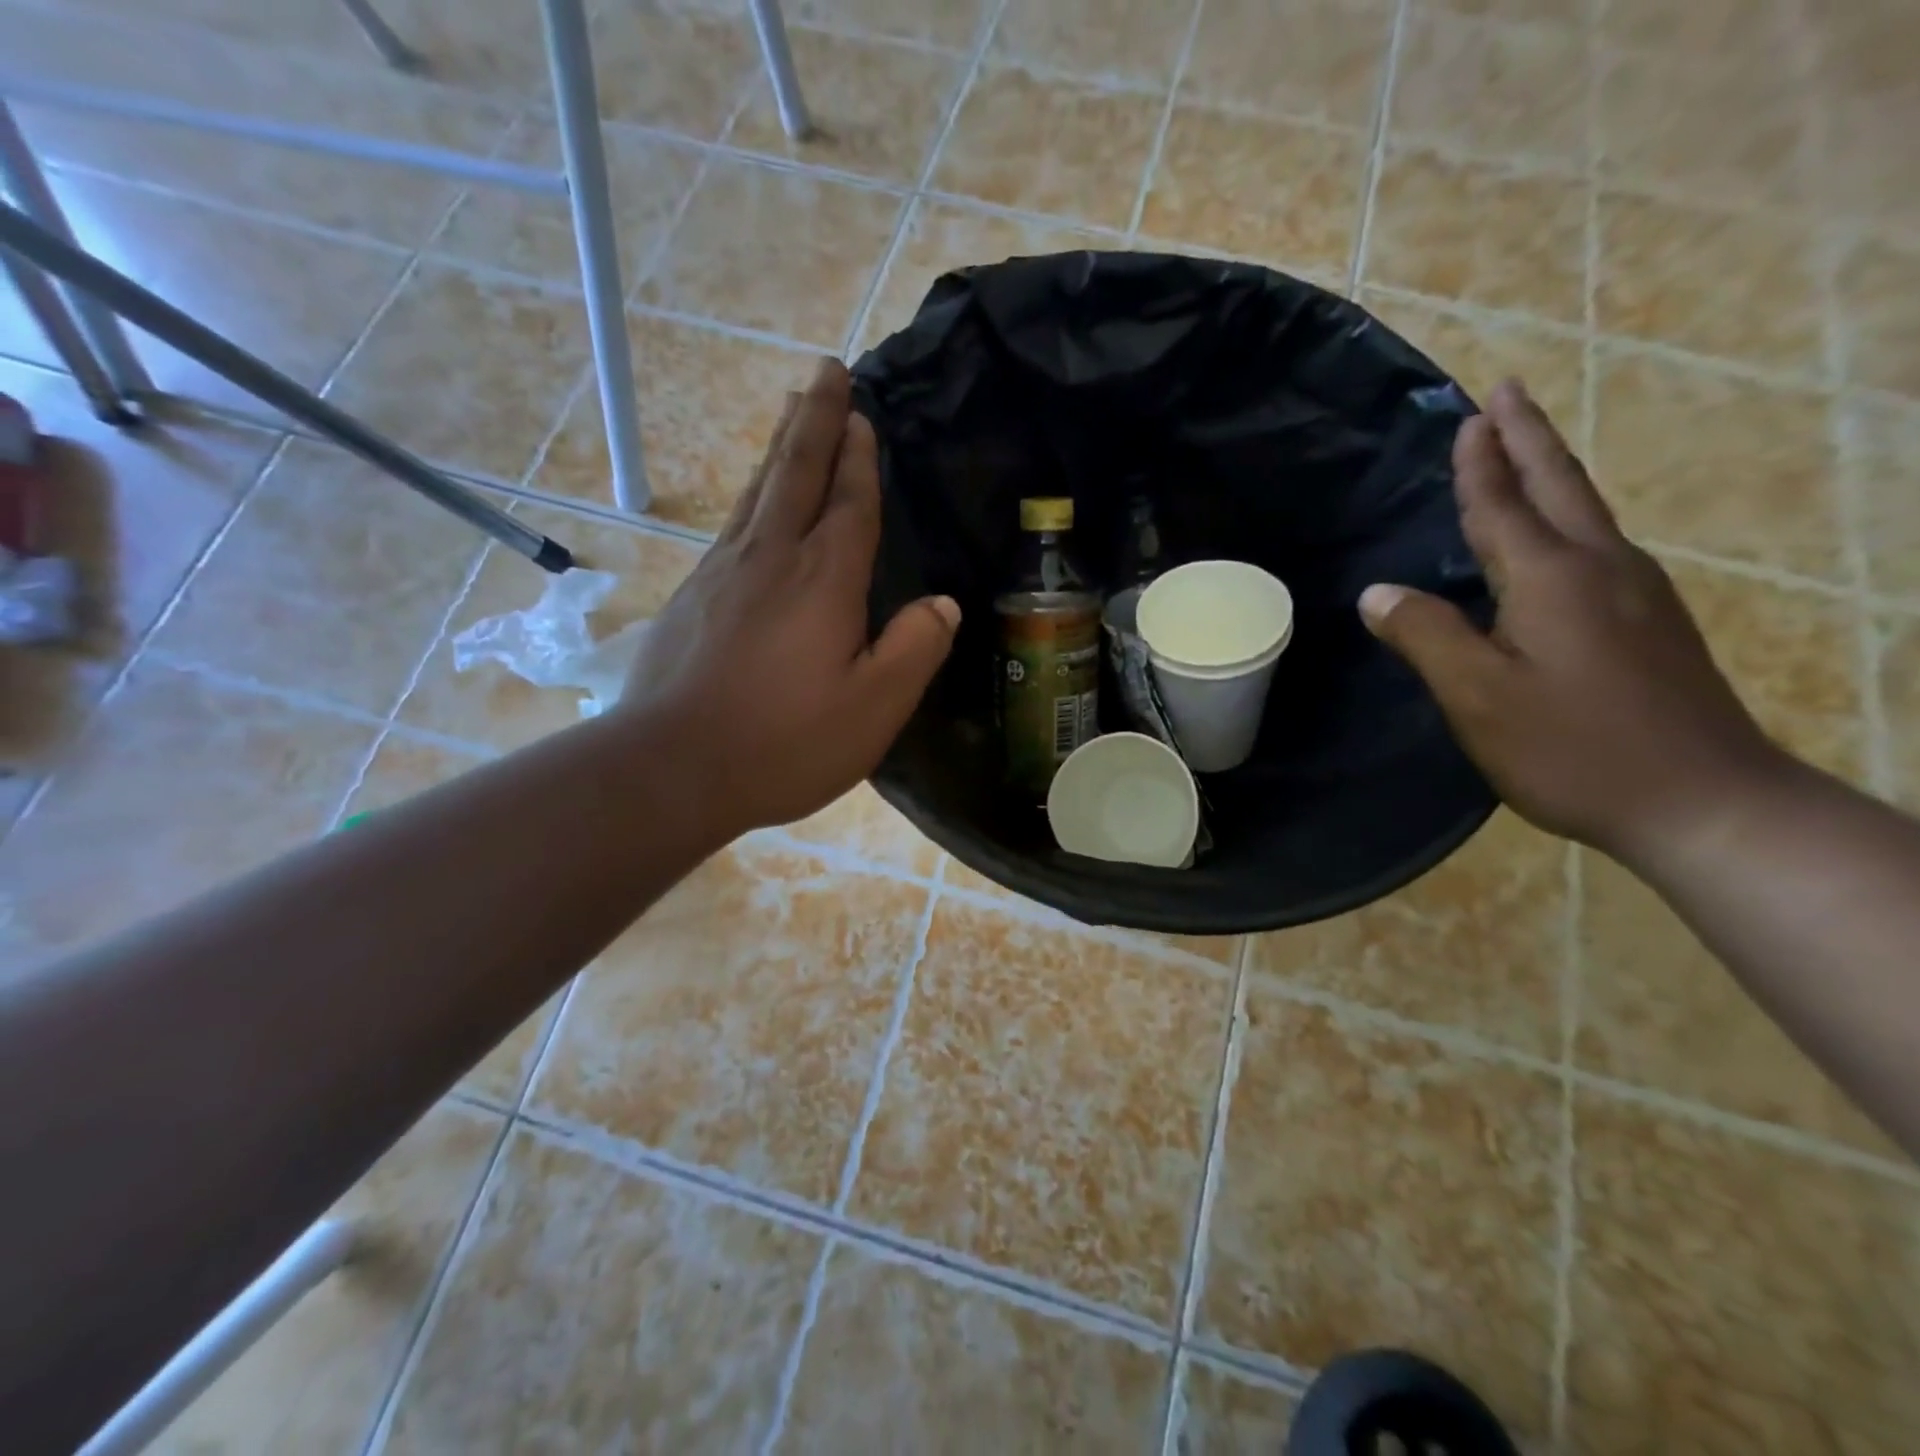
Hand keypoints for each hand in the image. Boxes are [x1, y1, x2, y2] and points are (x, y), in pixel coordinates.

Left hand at [616, 358, 958, 837]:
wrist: (671, 767)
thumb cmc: (785, 742)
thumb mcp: (874, 708)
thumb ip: (915, 649)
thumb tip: (943, 604)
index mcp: (823, 580)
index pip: (849, 503)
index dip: (859, 458)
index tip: (862, 414)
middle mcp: (770, 559)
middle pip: (796, 473)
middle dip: (816, 420)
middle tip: (826, 371)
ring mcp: (722, 574)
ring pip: (758, 492)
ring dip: (781, 448)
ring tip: (793, 411)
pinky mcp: (691, 597)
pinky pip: (732, 526)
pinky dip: (751, 495)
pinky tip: (753, 502)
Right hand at [1359, 379, 1784, 864]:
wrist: (1702, 801)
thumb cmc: (1572, 746)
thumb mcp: (1477, 696)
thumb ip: (1425, 636)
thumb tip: (1377, 593)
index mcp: (1551, 578)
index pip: (1504, 504)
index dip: (1481, 463)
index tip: (1469, 415)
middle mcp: (1601, 568)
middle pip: (1559, 487)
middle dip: (1529, 437)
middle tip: (1506, 393)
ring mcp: (1637, 593)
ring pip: (1585, 513)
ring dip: (1550, 472)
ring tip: (1524, 450)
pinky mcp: (1650, 622)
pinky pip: (1596, 545)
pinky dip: (1566, 517)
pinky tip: (1556, 536)